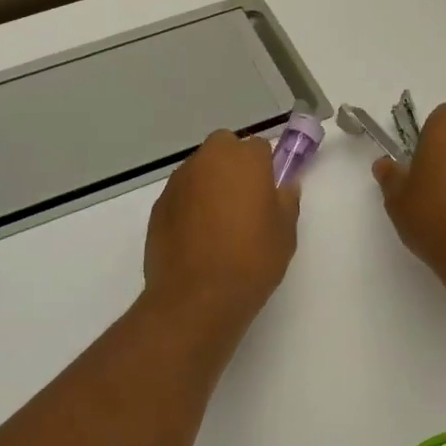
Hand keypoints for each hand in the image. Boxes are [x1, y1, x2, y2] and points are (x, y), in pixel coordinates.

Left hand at [143, 130, 300, 331]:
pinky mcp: (159, 205)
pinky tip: (197, 238)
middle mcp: (208, 160)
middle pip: (224, 148)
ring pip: (200, 170)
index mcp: (244, 159)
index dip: (266, 167)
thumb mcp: (285, 233)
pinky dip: (189, 206)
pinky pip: (181, 195)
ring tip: (219, 224)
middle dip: (233, 165)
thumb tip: (284, 185)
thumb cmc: (251, 261)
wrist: (197, 297)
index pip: (259, 147)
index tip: (269, 193)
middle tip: (244, 202)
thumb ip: (287, 200)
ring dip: (210, 185)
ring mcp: (178, 181)